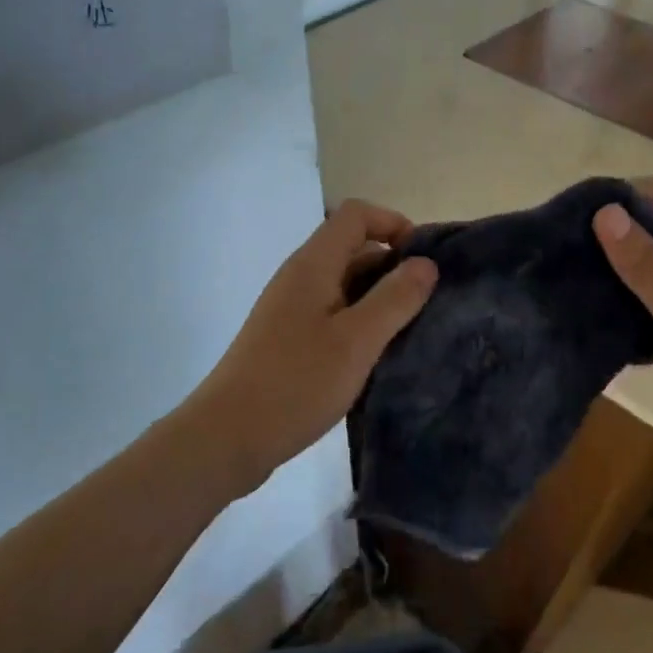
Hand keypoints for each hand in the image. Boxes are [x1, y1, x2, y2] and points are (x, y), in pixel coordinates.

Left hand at [194, 200, 437, 493]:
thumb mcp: (357, 341)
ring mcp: (290, 308)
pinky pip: (332, 312)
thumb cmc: (296, 382)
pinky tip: (375, 354)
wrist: (226, 438)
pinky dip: (359, 320)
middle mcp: (299, 277)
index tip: (423, 261)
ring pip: (343, 283)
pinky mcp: (287, 338)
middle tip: (426, 301)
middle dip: (392, 264)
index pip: (356, 214)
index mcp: (313, 264)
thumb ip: (395, 298)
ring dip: (378, 296)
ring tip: (409, 329)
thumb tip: (426, 263)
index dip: (393, 224)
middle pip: (351, 246)